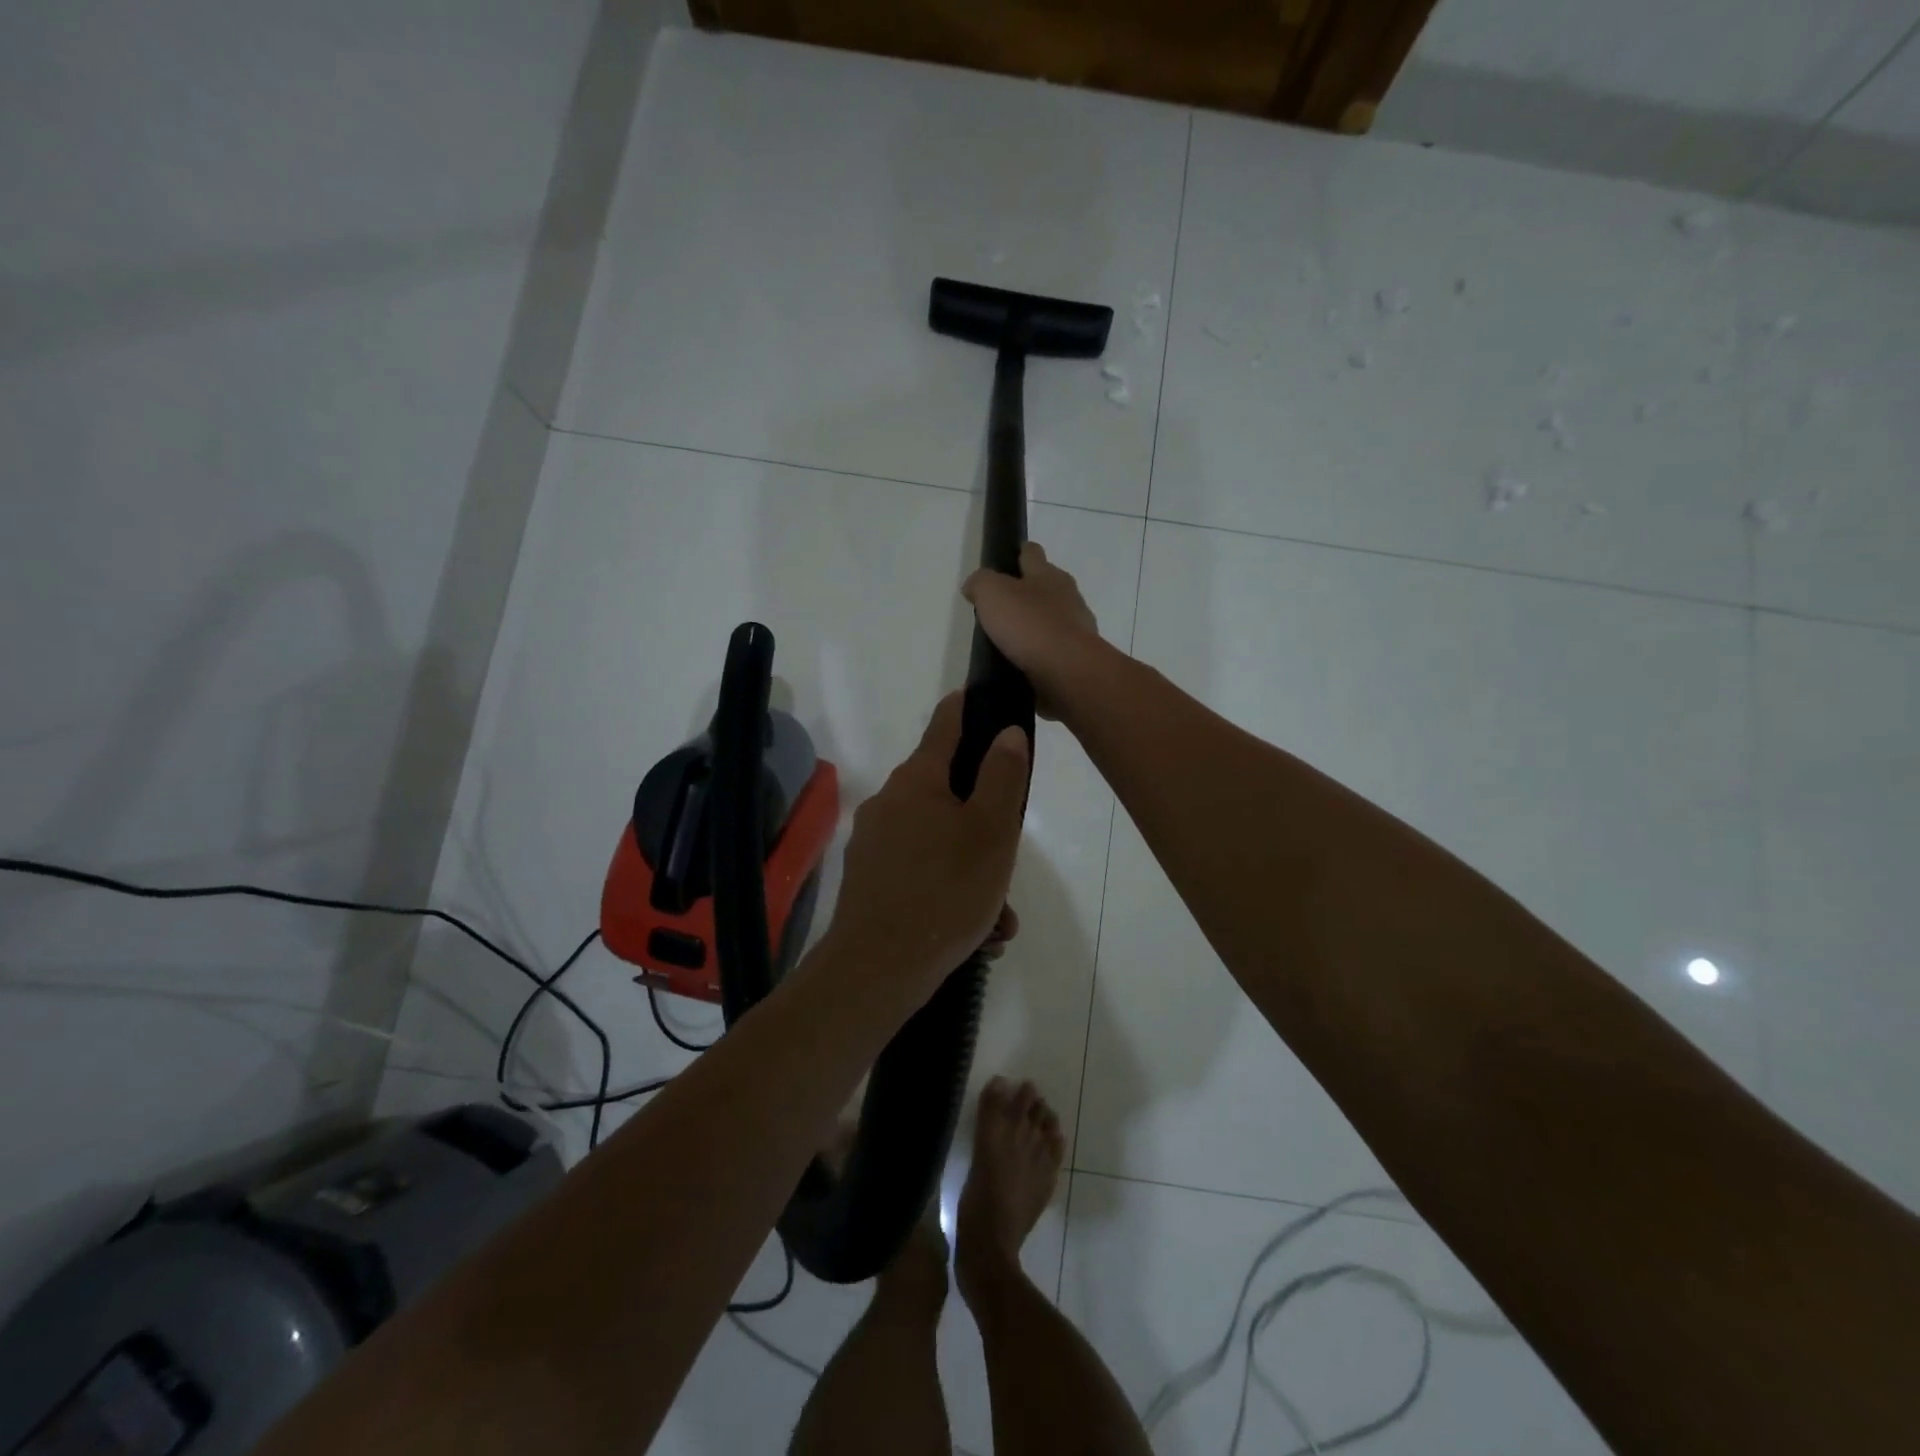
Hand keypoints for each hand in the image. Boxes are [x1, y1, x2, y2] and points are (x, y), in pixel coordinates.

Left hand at [823, 694, 1029, 1003]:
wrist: (878, 969)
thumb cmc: (946, 890)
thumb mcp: (991, 830)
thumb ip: (1003, 776)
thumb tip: (1006, 732)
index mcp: (918, 780)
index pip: (945, 724)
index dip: (967, 708)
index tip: (982, 700)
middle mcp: (890, 802)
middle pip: (947, 791)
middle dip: (984, 822)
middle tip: (1007, 861)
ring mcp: (876, 842)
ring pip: (940, 841)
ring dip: (974, 870)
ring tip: (997, 918)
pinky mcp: (871, 879)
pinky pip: (922, 872)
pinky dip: (950, 891)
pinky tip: (975, 933)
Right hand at [961, 542, 1104, 718]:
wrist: (1067, 671)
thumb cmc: (1029, 624)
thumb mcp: (992, 594)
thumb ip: (981, 583)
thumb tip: (974, 585)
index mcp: (1048, 575)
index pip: (1031, 553)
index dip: (1018, 553)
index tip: (1005, 561)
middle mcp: (1067, 597)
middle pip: (1046, 587)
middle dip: (1027, 593)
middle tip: (1001, 607)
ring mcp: (1076, 629)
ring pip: (1052, 620)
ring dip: (1034, 627)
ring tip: (1009, 641)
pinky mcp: (1076, 658)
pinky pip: (1054, 651)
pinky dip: (1039, 655)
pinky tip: (1022, 665)